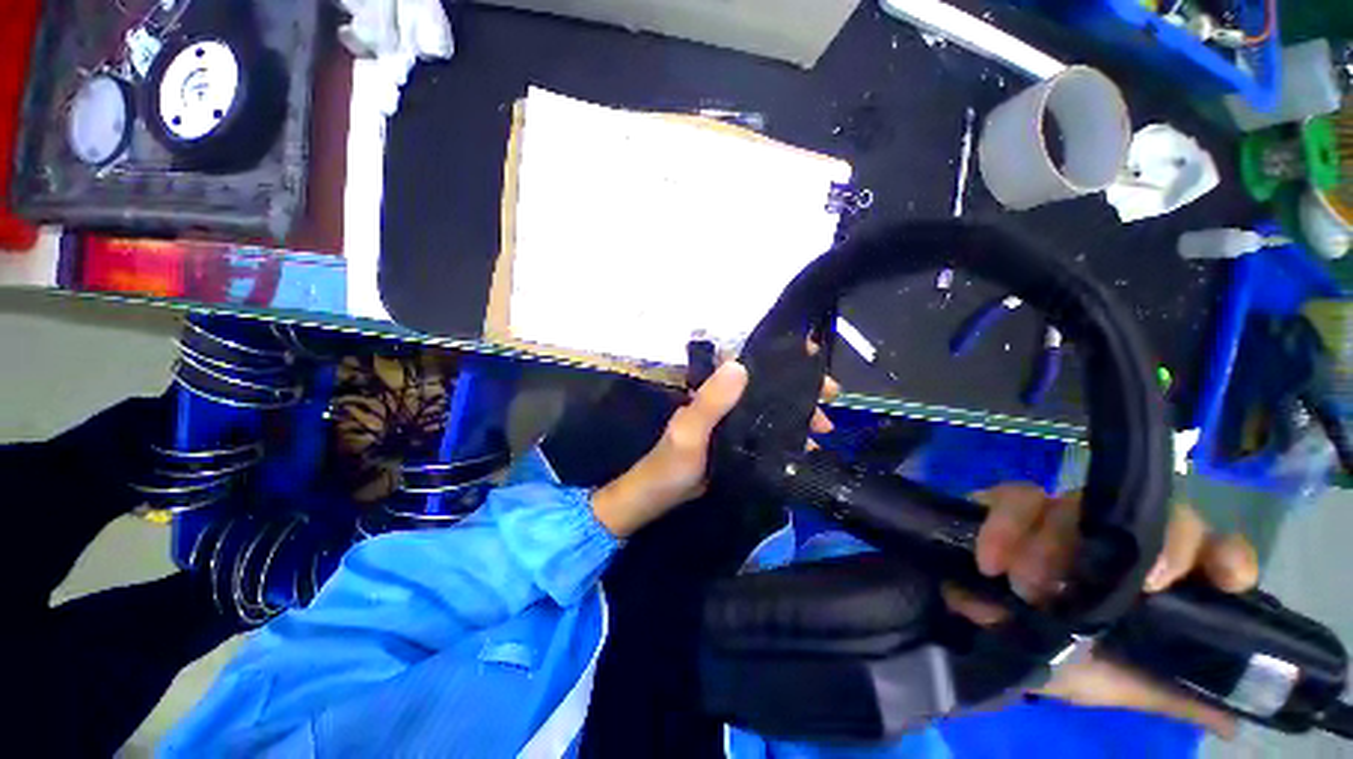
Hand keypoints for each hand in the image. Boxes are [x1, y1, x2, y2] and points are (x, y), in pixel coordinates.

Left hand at [591, 361, 838, 538]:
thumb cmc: (671, 464)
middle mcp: (727, 400)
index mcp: (715, 390)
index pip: (752, 365)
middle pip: (769, 387)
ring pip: (773, 410)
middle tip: (831, 401)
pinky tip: (808, 448)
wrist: (659, 497)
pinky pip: (769, 433)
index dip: (783, 360)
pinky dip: (790, 436)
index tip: (814, 360)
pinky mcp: (738, 442)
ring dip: (800, 415)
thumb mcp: (690, 433)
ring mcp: (734, 422)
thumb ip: (710, 402)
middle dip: (801, 390)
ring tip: (825, 431)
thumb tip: (740, 365)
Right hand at [944, 484, 1258, 735]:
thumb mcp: (1118, 684)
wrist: (987, 637)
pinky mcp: (1013, 506)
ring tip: (1023, 589)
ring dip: (1044, 546)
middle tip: (1074, 587)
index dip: (1219, 555)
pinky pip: (1013, 497)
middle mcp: (1121, 539)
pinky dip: (1001, 527)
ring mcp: (1067, 516)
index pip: (1212, 547)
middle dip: (1112, 549)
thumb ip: (1170, 692)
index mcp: (1162, 578)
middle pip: (1145, 514)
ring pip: (1072, 503)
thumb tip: (1232, 719)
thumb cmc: (1062, 662)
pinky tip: (990, 563)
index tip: (1189, 581)